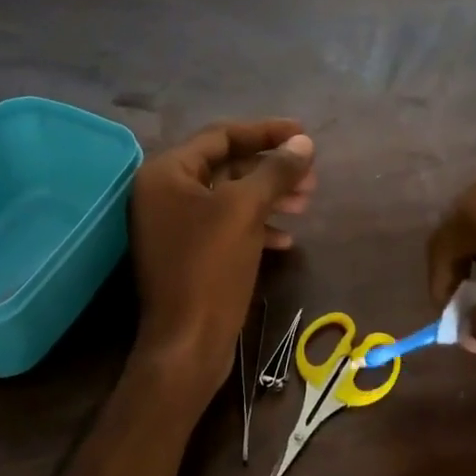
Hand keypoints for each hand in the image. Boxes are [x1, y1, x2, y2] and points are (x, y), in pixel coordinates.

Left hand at [130, 119, 315, 382]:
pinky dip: (255, 227)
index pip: (221, 136)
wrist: (187, 343)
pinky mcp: (187, 254)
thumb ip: (274, 171)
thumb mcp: (245, 210)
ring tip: (307, 202)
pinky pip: (225, 227)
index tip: (303, 134)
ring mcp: (174, 226)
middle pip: (226, 166)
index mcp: (166, 174)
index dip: (265, 132)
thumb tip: (303, 144)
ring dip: (268, 197)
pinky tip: (286, 240)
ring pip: (229, 198)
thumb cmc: (210, 267)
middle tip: (311, 176)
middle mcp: (164, 194)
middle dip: (270, 169)